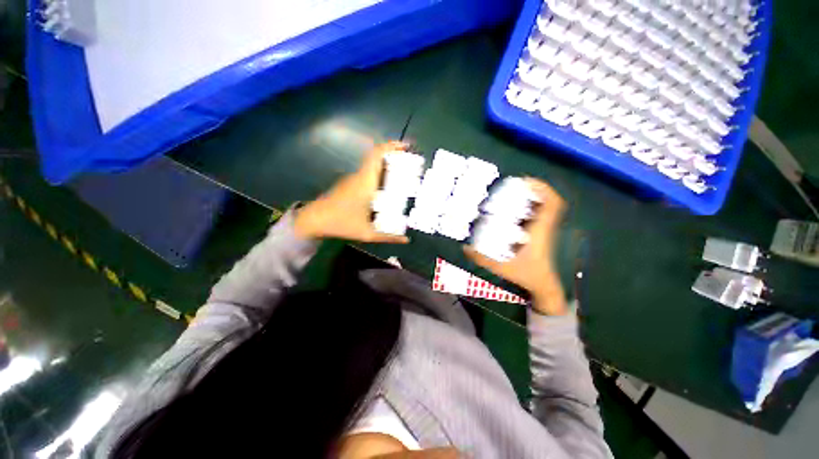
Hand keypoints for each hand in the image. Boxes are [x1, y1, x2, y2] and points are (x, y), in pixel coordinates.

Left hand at [294, 141, 409, 243]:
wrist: (313, 221)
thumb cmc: (341, 223)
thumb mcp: (368, 234)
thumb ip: (389, 237)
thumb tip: (406, 240)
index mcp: (365, 182)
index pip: (377, 155)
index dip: (391, 146)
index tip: (406, 147)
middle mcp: (359, 176)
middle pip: (377, 158)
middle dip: (394, 156)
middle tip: (410, 163)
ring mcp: (353, 179)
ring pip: (372, 165)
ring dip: (387, 165)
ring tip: (403, 174)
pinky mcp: (349, 184)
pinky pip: (367, 173)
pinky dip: (379, 174)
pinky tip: (387, 187)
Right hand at [464, 178, 567, 314]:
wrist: (544, 286)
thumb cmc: (527, 275)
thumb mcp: (501, 267)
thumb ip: (481, 259)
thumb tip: (464, 248)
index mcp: (540, 231)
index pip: (552, 204)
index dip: (542, 188)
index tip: (525, 181)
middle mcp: (545, 227)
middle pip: (552, 201)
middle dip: (536, 189)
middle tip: (517, 186)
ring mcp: (546, 231)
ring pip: (547, 208)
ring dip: (535, 198)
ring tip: (516, 194)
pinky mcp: (542, 235)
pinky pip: (541, 215)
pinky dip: (533, 208)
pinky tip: (517, 211)